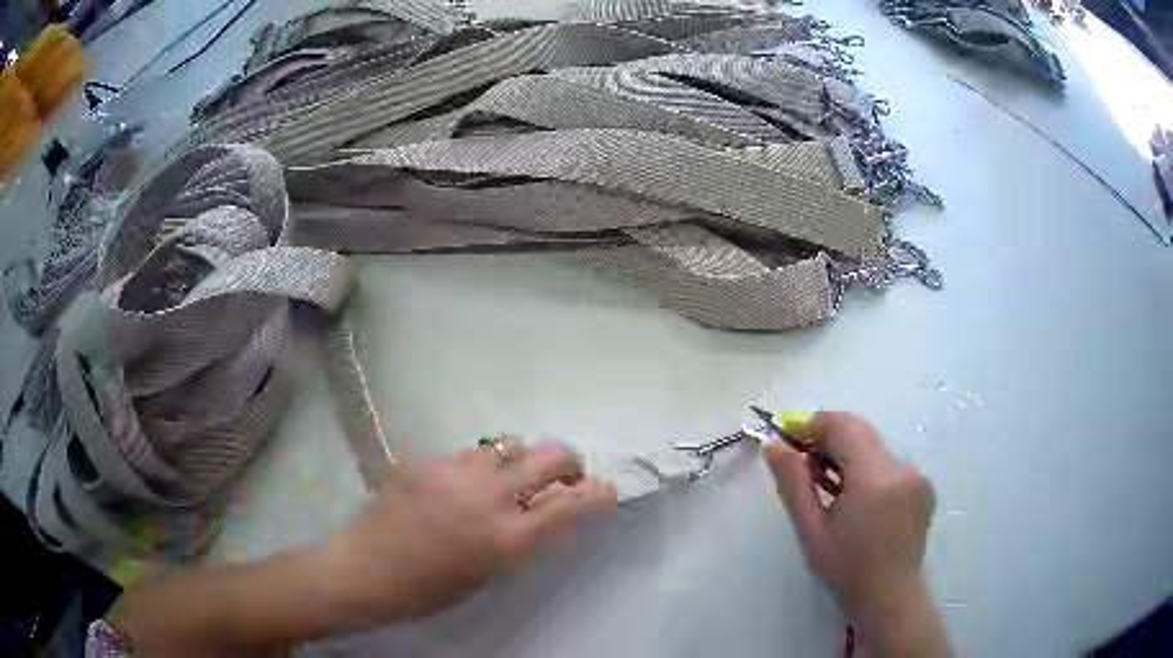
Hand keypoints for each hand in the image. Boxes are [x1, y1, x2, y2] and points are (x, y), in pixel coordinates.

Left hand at [320, 439, 617, 628]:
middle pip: (549, 458)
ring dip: (512, 462)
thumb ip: (515, 540)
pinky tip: (446, 488)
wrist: (368, 570)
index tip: (606, 490)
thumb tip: (535, 514)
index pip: (570, 506)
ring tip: (497, 479)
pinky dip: (466, 470)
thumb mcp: (486, 574)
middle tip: (563, 472)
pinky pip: (460, 456)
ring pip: (503, 447)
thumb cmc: (429, 589)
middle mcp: (489, 497)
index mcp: (507, 538)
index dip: (596, 494)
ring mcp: (455, 472)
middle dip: (566, 463)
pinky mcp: (426, 460)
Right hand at [763, 412, 947, 656]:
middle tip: (801, 459)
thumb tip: (772, 445)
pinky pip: (888, 460)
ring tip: (826, 483)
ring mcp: (917, 474)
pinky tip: (855, 496)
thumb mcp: (812, 531)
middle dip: (828, 436)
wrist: (890, 597)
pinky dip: (867, 466)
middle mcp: (902, 467)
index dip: (813, 424)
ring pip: (874, 445)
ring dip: (848, 452)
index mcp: (874, 480)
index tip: (786, 435)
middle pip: (860, 430)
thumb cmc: (846, 570)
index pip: (843, 426)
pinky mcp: (924, 482)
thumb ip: (793, 484)